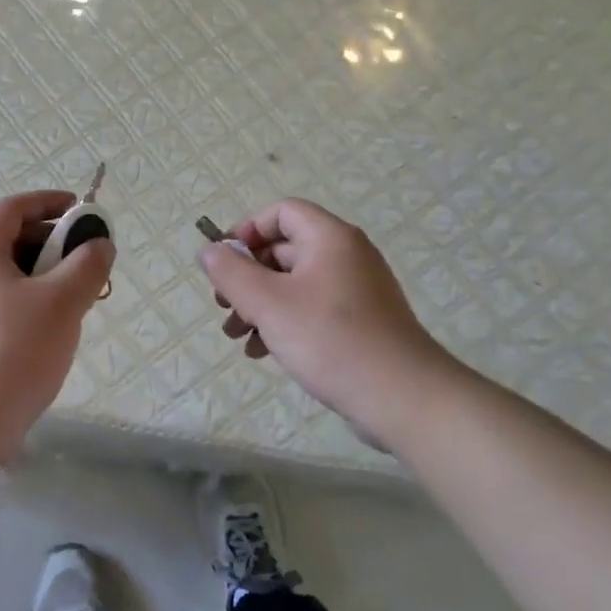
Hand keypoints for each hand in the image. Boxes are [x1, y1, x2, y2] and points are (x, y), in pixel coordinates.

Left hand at [0, 190, 114, 463]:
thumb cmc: (14, 351)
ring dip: (44, 274)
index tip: (83, 211)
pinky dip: (29, 299)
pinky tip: (52, 326)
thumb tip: (101, 244)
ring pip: (7, 273)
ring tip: (76, 297)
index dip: (50, 202)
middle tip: (86, 261)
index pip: (12, 208)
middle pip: (9, 239)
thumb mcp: (61, 303)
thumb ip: (87, 265)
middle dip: (53, 242)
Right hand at [198, 198, 463, 444]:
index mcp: (330, 238)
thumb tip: (208, 250)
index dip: (247, 231)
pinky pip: (312, 308)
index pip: (282, 212)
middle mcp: (346, 255)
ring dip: (260, 305)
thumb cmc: (330, 340)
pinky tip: (263, 352)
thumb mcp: (268, 303)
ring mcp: (357, 290)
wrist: (402, 397)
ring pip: (294, 284)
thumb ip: (231, 273)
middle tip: (223, 306)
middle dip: (247, 277)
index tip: (224, 263)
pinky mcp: (361, 322)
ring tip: (236, 336)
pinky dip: (284, 322)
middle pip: (284, 250)